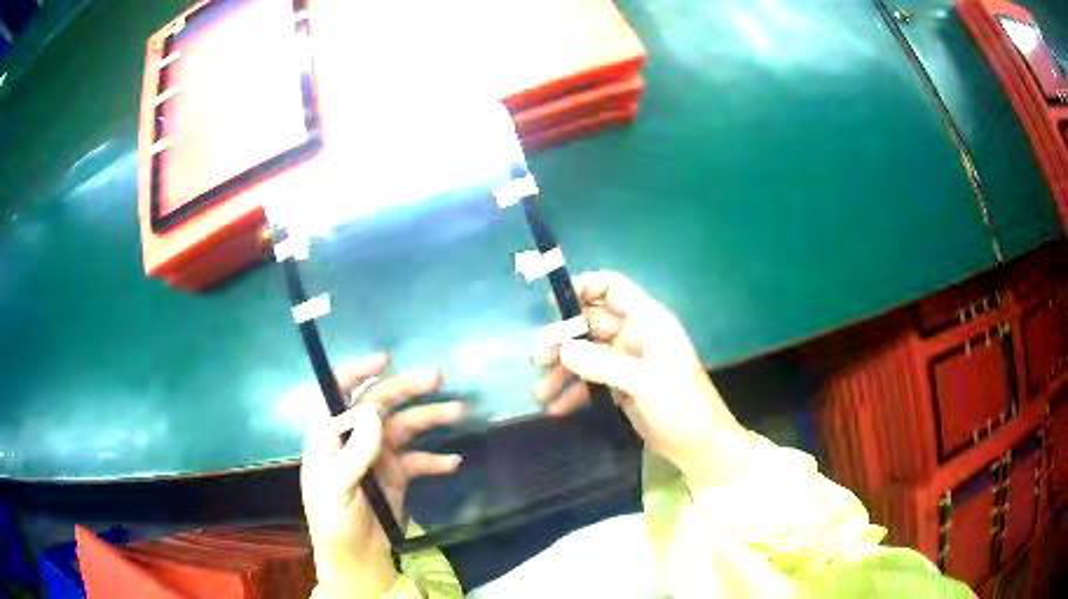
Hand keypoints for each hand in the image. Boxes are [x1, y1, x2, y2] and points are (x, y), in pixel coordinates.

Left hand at [301, 354, 463, 597]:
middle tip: (437, 377)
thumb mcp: (335, 488)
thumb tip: (373, 412)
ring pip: (405, 427)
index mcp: (330, 436)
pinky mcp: (398, 476)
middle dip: (407, 388)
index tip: (384, 359)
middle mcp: (355, 439)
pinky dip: (436, 458)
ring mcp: (378, 457)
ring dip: (430, 417)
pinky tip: (453, 461)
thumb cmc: (334, 521)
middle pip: (379, 403)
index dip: (357, 371)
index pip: (337, 392)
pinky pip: (419, 460)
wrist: (357, 558)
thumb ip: (353, 452)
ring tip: (460, 412)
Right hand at [532, 271, 748, 485]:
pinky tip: (556, 408)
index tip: (553, 304)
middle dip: (563, 339)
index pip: (612, 288)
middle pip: (590, 323)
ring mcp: (626, 362)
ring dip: (562, 370)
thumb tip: (562, 348)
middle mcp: (634, 336)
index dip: (583, 287)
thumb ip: (602, 364)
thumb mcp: (644, 382)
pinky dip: (573, 392)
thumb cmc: (682, 406)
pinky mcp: (620, 387)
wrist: (699, 447)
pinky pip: (590, 381)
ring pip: (586, 355)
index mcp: (648, 321)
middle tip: (537, 357)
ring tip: (538, 392)